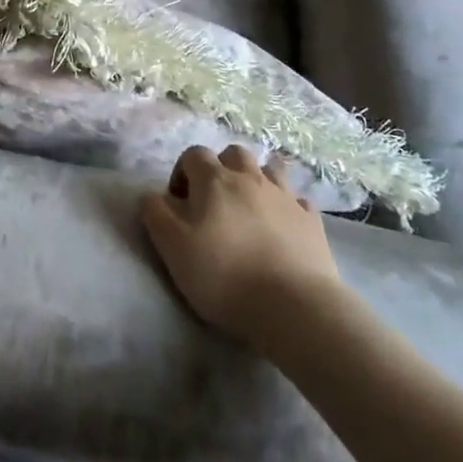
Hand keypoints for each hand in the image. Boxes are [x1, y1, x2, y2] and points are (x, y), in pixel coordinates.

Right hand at [140, 144, 344, 350]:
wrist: (294, 307)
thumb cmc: (225, 275)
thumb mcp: (172, 247)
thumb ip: (155, 214)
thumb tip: (150, 195)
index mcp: (214, 180)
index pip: (193, 154)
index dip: (182, 173)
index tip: (179, 204)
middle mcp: (251, 178)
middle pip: (234, 154)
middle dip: (221, 168)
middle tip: (214, 202)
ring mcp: (285, 197)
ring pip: (270, 169)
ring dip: (257, 179)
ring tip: (250, 208)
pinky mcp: (312, 221)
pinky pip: (297, 201)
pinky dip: (287, 207)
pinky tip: (282, 226)